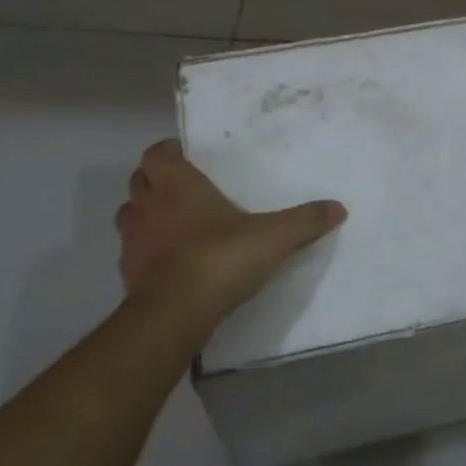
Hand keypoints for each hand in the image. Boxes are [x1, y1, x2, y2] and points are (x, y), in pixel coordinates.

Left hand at [115, 140, 346, 322]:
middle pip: (140, 180)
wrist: (175, 313)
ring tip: (175, 224)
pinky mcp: (127, 273)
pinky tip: (171, 263)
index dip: (168, 152)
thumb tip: (338, 208)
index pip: (157, 154)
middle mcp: (148, 205)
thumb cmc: (220, 258)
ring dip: (147, 214)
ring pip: (131, 215)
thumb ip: (305, 221)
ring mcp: (132, 240)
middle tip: (183, 188)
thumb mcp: (273, 237)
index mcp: (177, 184)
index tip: (185, 156)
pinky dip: (148, 251)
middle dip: (156, 181)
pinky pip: (133, 252)